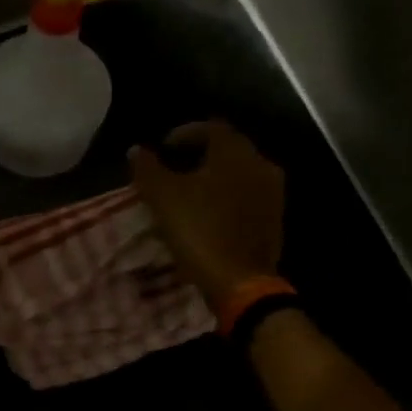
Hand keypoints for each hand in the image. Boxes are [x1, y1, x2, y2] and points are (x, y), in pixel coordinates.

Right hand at [129, 120, 286, 307]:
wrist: (239, 282)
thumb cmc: (199, 232)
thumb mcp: (162, 198)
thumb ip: (147, 169)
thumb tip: (137, 150)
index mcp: (235, 153)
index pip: (211, 128)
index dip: (184, 133)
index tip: (163, 148)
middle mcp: (260, 165)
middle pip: (228, 149)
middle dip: (200, 155)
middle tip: (175, 169)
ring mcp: (272, 194)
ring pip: (239, 174)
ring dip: (215, 178)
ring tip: (190, 193)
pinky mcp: (274, 220)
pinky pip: (247, 197)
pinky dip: (227, 198)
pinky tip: (210, 214)